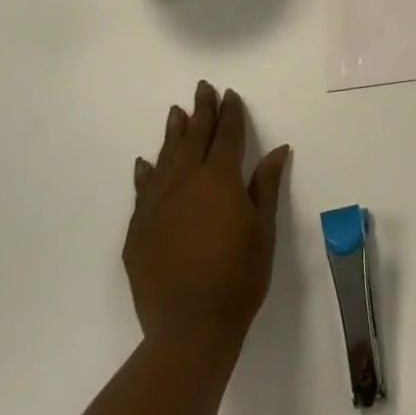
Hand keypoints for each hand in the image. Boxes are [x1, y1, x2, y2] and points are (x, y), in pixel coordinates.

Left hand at [125, 81, 288, 353]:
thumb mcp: (263, 229)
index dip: (230, 114)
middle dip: (201, 112)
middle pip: (193, 139)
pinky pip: (142, 190)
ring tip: (176, 112)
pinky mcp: (138, 230)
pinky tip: (145, 162)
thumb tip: (277, 149)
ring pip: (165, 159)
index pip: (226, 136)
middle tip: (202, 88)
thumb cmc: (240, 276)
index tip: (230, 94)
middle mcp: (184, 184)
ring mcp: (156, 206)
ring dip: (172, 134)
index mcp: (219, 180)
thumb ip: (265, 185)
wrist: (190, 326)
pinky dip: (146, 172)